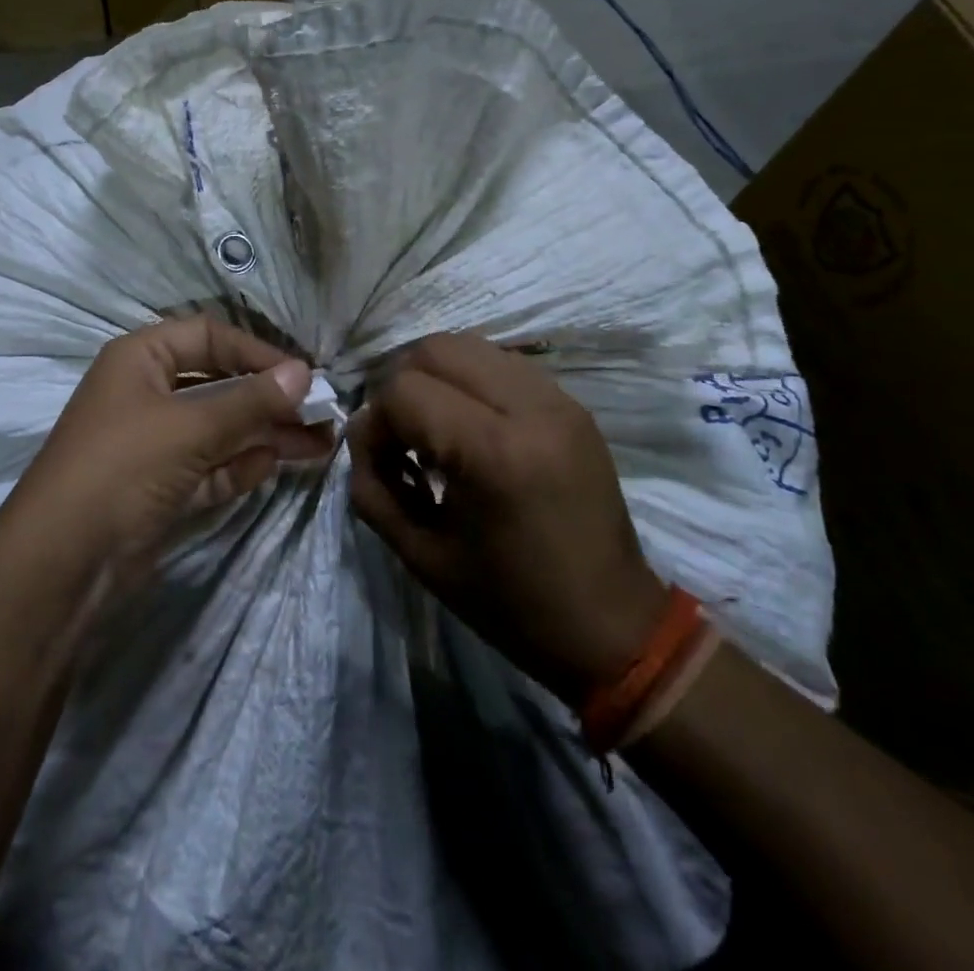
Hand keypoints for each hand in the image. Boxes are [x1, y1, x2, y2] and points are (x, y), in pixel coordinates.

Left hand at [8, 316, 333, 594]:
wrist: (63, 562)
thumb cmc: (123, 467)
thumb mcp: (190, 427)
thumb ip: (250, 401)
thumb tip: (303, 373)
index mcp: (140, 359)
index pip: (208, 337)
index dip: (255, 351)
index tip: (301, 375)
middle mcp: (145, 393)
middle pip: (218, 384)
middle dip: (268, 399)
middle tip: (320, 413)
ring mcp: (152, 443)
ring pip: (218, 429)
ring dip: (264, 434)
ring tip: (319, 443)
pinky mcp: (160, 488)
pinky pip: (209, 467)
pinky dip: (239, 466)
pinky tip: (272, 466)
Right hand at [348, 332, 666, 701]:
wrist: (613, 627)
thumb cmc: (511, 603)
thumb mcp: (421, 556)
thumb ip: (373, 487)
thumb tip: (360, 433)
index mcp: (493, 453)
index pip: (404, 391)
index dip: (376, 423)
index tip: (381, 464)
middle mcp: (529, 408)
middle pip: (433, 350)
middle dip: (400, 387)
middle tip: (401, 437)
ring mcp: (557, 399)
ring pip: (466, 346)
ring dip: (434, 378)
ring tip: (434, 429)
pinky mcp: (571, 404)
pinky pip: (500, 363)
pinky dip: (468, 382)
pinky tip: (469, 427)